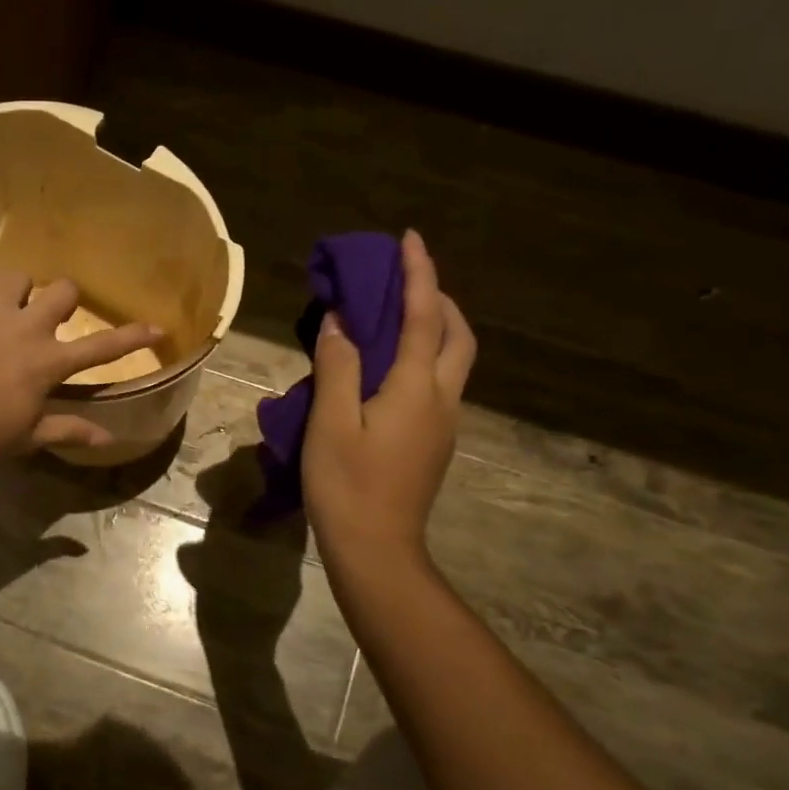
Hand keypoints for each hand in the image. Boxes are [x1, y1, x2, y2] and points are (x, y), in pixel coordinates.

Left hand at [0, 271, 161, 469]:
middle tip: (53, 316)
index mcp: (48, 361)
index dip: (132, 337)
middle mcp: (25, 327)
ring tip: (6, 308)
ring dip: (16, 291)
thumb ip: (68, 430)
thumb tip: (108, 438)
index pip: (102, 348)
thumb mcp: (28, 437)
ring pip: (15, 277)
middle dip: (65, 298)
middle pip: (62, 291)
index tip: (157, 326)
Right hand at [302, 229, 475, 568]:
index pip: (423, 317)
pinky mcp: (434, 442)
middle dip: (439, 299)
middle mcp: (441, 399)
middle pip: (457, 336)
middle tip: (406, 282)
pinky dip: (424, 356)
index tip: (410, 238)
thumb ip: (338, 366)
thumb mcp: (331, 421)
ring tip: (399, 316)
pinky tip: (392, 366)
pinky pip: (438, 382)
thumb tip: (342, 321)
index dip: (418, 274)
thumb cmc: (347, 485)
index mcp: (415, 388)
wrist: (377, 550)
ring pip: (454, 360)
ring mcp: (443, 423)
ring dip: (436, 327)